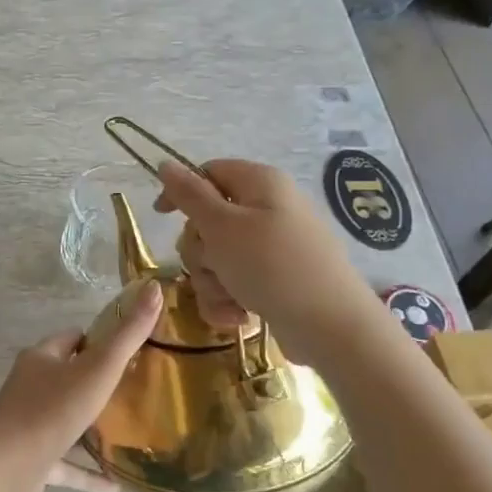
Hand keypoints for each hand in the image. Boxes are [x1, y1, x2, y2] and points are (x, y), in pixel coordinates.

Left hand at [0, 281, 162, 491]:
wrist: (11, 464)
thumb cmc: (54, 408)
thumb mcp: (98, 368)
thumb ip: (128, 335)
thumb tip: (154, 290)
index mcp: (41, 358)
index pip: (71, 340)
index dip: (97, 341)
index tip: (128, 350)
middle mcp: (31, 386)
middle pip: (67, 378)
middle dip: (94, 383)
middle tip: (133, 391)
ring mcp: (29, 424)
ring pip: (64, 421)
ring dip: (89, 429)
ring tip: (126, 434)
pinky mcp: (32, 459)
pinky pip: (65, 465)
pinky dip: (87, 473)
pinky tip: (115, 485)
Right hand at [153, 159, 372, 352]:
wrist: (330, 327)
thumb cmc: (272, 266)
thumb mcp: (222, 226)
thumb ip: (189, 195)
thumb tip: (165, 163)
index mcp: (260, 184)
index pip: (209, 173)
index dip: (182, 192)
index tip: (161, 216)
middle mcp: (268, 210)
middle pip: (208, 221)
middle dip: (200, 251)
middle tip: (213, 264)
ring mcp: (272, 248)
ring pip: (216, 258)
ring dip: (212, 281)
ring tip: (231, 298)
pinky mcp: (274, 281)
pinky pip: (234, 283)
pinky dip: (229, 299)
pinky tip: (240, 316)